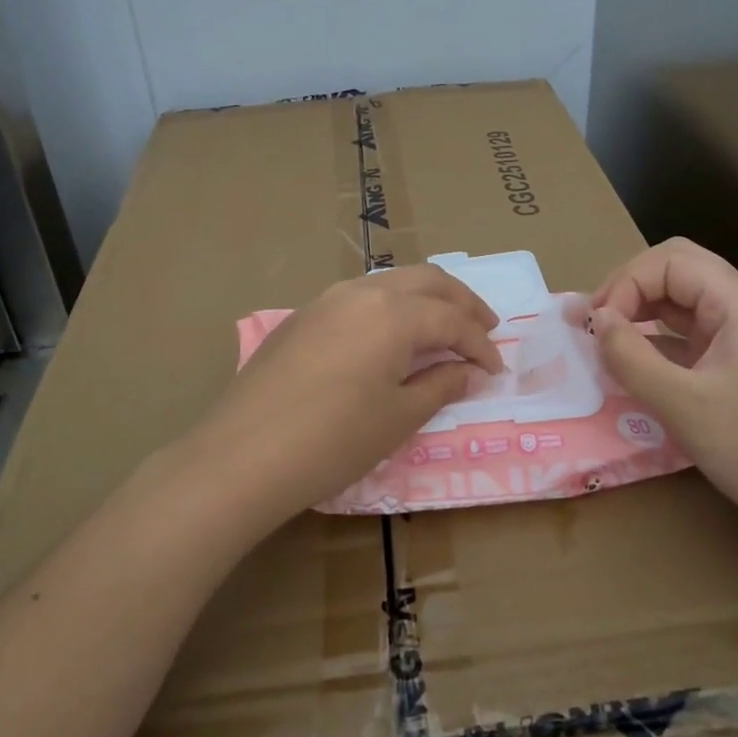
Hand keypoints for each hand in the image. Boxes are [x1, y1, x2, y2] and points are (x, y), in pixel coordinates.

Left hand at [186, 265, 500, 533]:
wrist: (241, 455)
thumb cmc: (333, 440)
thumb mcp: (398, 417)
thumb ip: (441, 385)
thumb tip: (470, 371)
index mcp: (393, 313)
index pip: (452, 320)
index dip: (480, 345)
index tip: (496, 370)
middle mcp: (362, 291)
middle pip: (427, 280)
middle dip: (462, 302)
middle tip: (485, 327)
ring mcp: (327, 299)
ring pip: (391, 282)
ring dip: (426, 298)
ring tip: (443, 326)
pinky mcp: (303, 316)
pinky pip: (360, 296)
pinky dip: (391, 306)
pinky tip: (391, 334)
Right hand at [588, 238, 737, 544]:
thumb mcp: (683, 404)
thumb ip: (631, 356)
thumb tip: (596, 320)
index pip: (672, 261)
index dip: (627, 282)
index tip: (598, 324)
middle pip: (678, 271)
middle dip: (630, 288)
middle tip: (595, 321)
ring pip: (683, 300)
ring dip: (641, 311)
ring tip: (604, 337)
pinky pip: (691, 333)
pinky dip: (657, 339)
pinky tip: (633, 360)